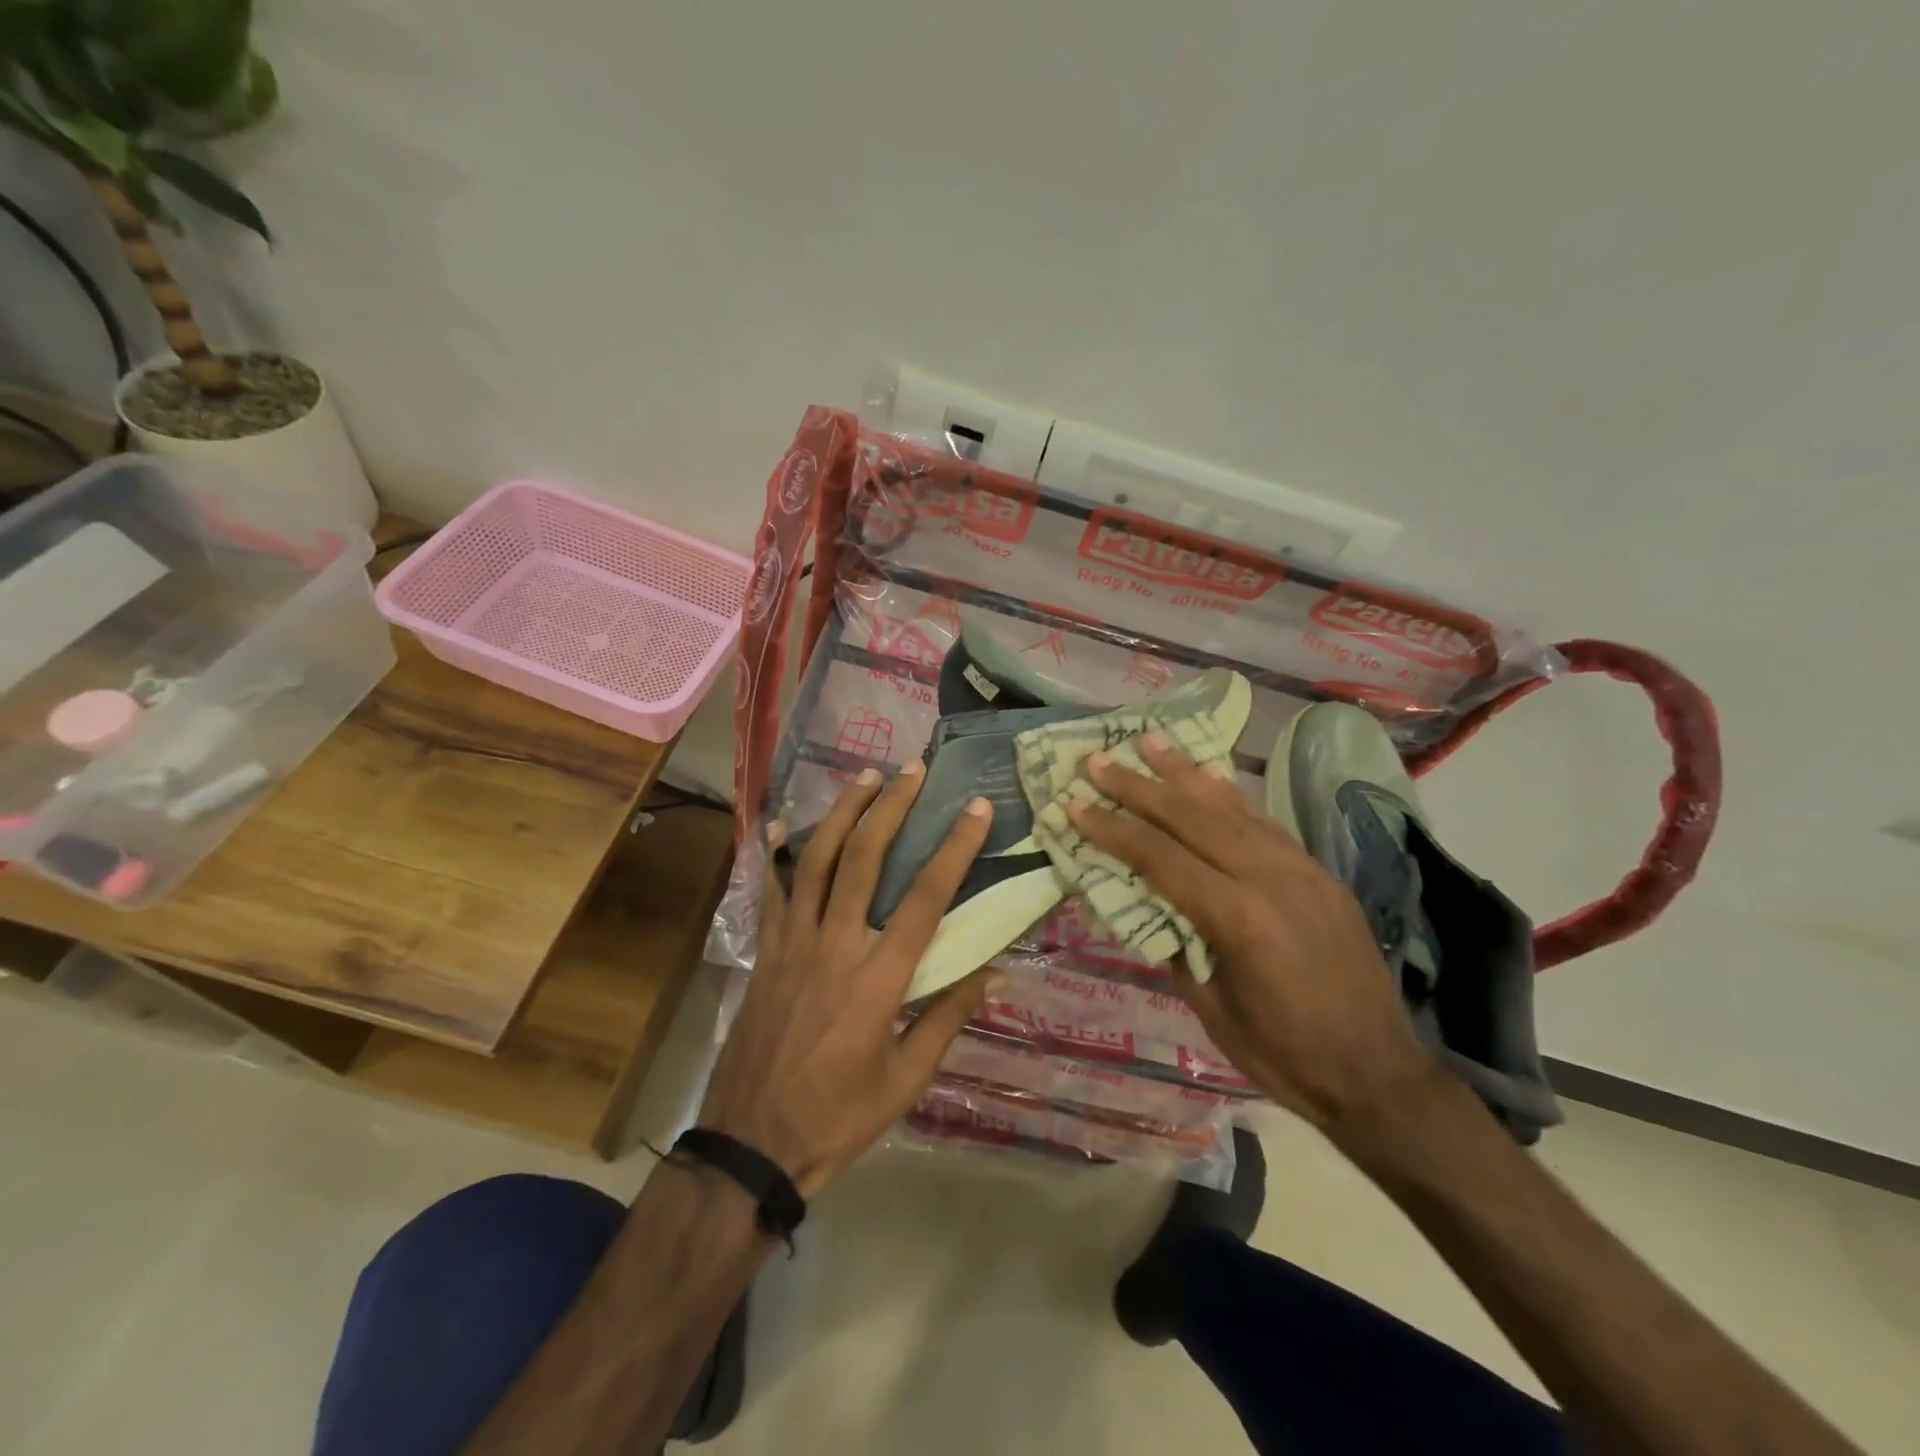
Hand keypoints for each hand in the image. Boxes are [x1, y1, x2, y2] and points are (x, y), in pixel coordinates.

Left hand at [699, 763, 1002, 1197]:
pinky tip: (785, 821)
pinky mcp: (766, 949)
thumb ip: (948, 1018)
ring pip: (816, 859)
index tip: (975, 808)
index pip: (925, 898)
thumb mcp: (906, 1080)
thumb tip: (994, 972)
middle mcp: (835, 944)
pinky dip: (780, 851)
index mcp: (878, 979)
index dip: (954, 848)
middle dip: (891, 807)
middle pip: (863, 858)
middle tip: (913, 770)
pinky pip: (773, 888)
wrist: (750, 1142)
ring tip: (866, 776)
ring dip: (843, 811)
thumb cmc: (838, 1117)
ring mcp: (792, 942)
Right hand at [1068, 734, 1436, 1137]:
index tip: (1076, 804)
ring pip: (1231, 808)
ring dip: (1184, 773)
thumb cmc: (1284, 1055)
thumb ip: (1175, 943)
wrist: (1379, 1075)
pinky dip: (1229, 795)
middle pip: (1191, 818)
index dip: (1112, 829)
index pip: (1160, 858)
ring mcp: (1301, 869)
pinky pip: (1264, 822)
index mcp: (1238, 918)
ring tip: (1149, 741)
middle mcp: (1270, 878)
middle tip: (1098, 760)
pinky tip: (1208, 775)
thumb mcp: (1210, 1006)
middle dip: (1138, 786)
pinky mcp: (1318, 872)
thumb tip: (1145, 900)